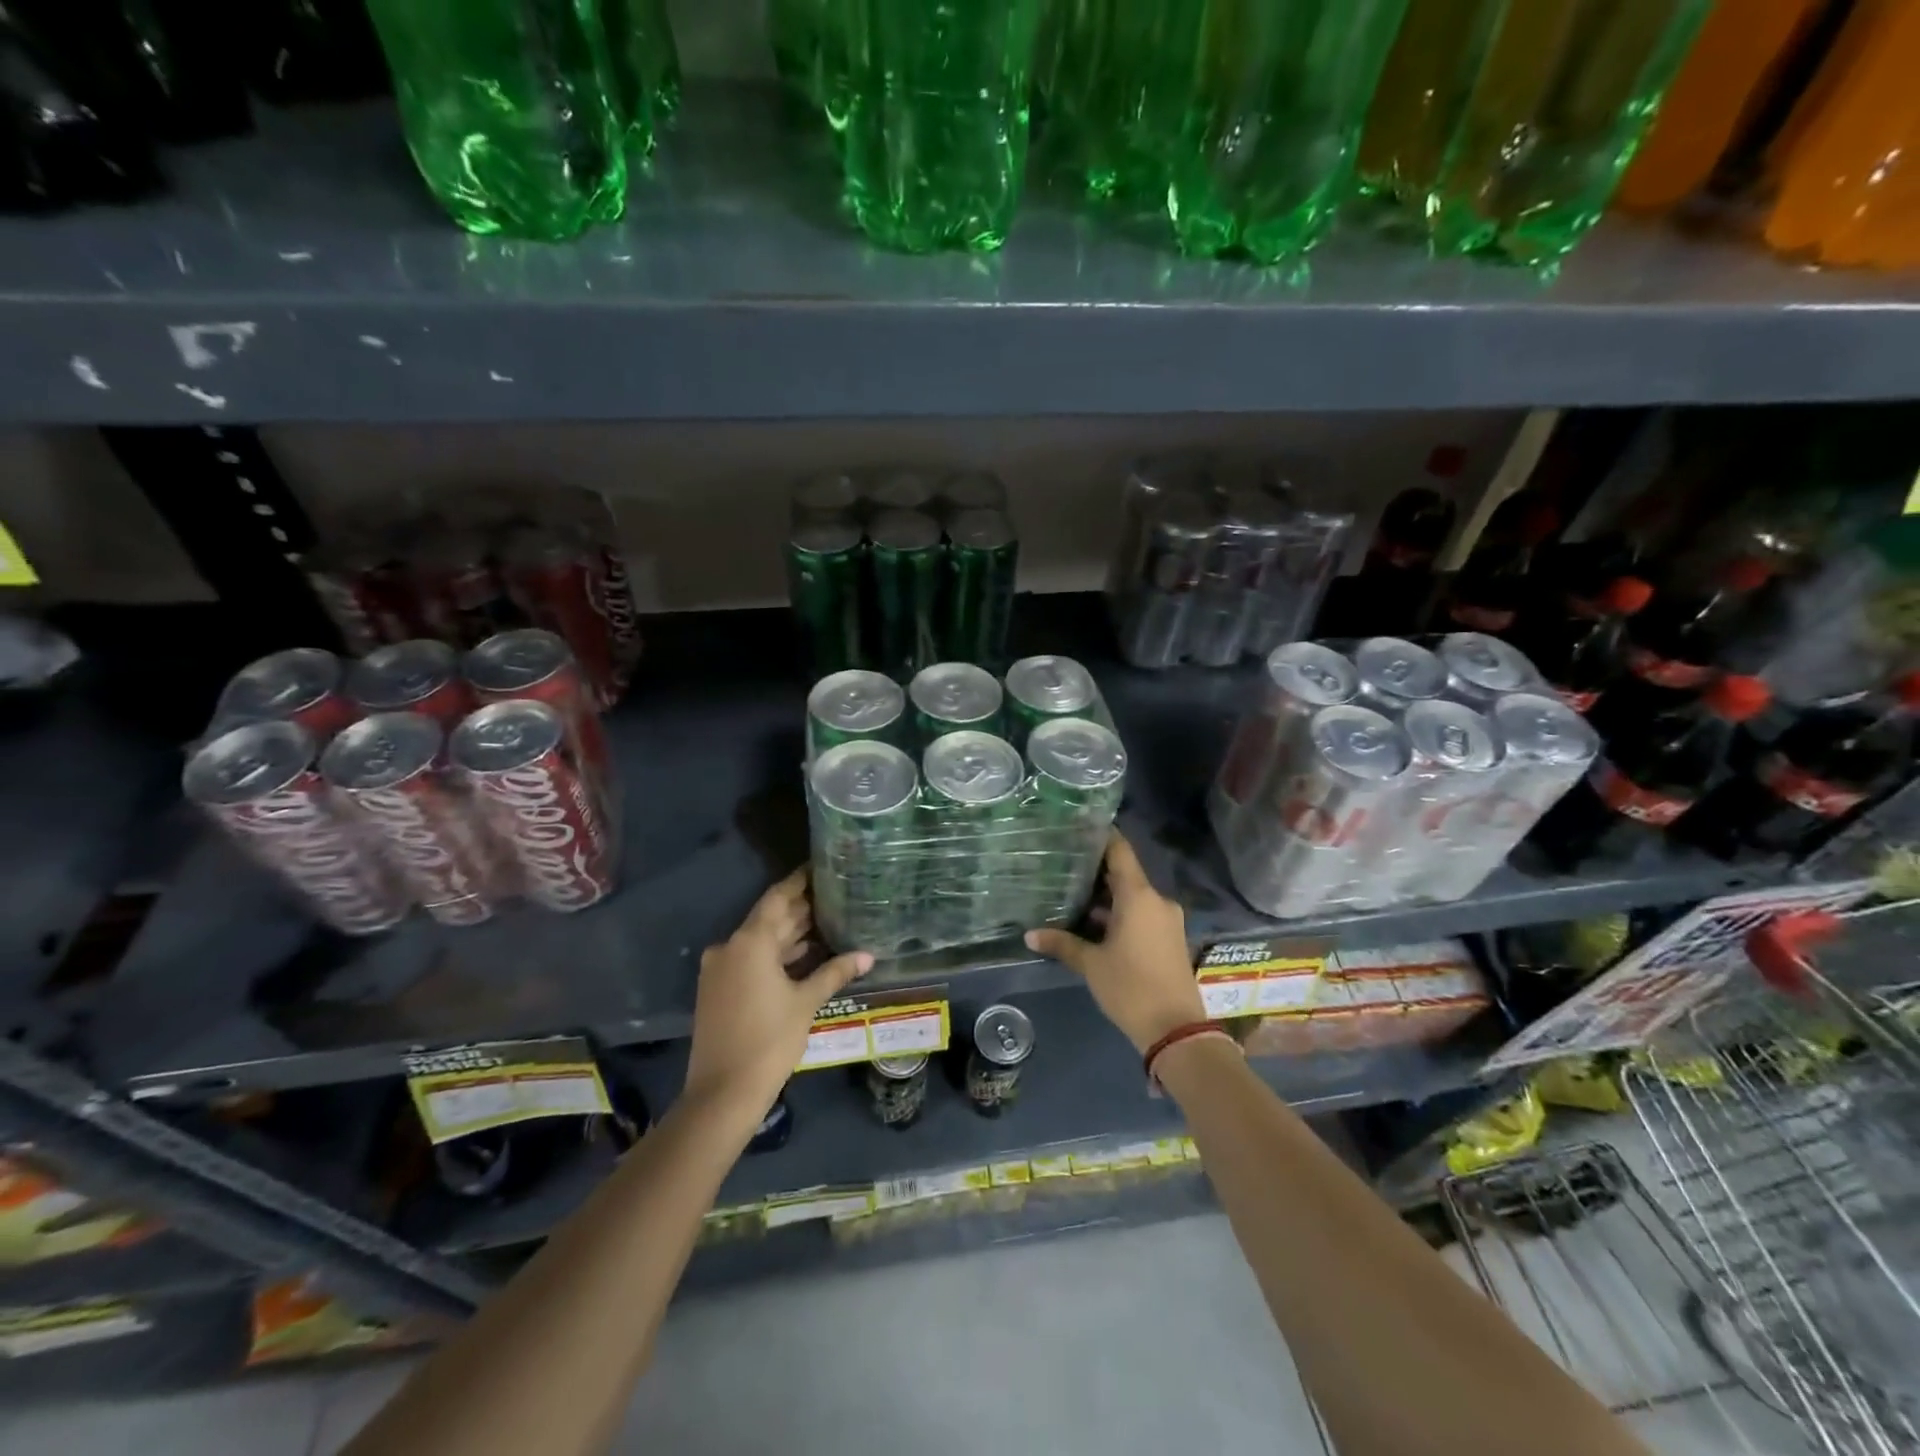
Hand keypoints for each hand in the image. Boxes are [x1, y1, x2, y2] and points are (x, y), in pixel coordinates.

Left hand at [685, 868, 871, 1118]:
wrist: (722, 1093)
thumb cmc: (769, 1040)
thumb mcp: (806, 1002)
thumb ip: (834, 972)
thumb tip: (867, 955)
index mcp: (750, 941)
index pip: (778, 898)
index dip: (799, 882)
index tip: (820, 867)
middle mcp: (730, 947)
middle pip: (769, 919)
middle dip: (800, 909)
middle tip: (834, 896)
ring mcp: (720, 969)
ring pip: (760, 941)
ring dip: (789, 934)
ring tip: (827, 922)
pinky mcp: (718, 989)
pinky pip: (750, 959)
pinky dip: (775, 955)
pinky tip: (803, 955)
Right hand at [1025, 832, 1204, 1053]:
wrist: (1177, 1030)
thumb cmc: (1131, 988)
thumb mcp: (1091, 965)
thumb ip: (1062, 944)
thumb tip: (1029, 935)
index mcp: (1138, 896)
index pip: (1120, 851)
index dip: (1100, 837)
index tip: (1077, 830)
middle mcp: (1156, 900)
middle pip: (1125, 874)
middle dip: (1096, 871)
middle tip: (1064, 866)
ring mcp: (1167, 919)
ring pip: (1133, 896)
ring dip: (1107, 897)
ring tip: (1073, 895)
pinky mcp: (1170, 938)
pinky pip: (1142, 913)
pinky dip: (1121, 913)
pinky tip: (1095, 923)